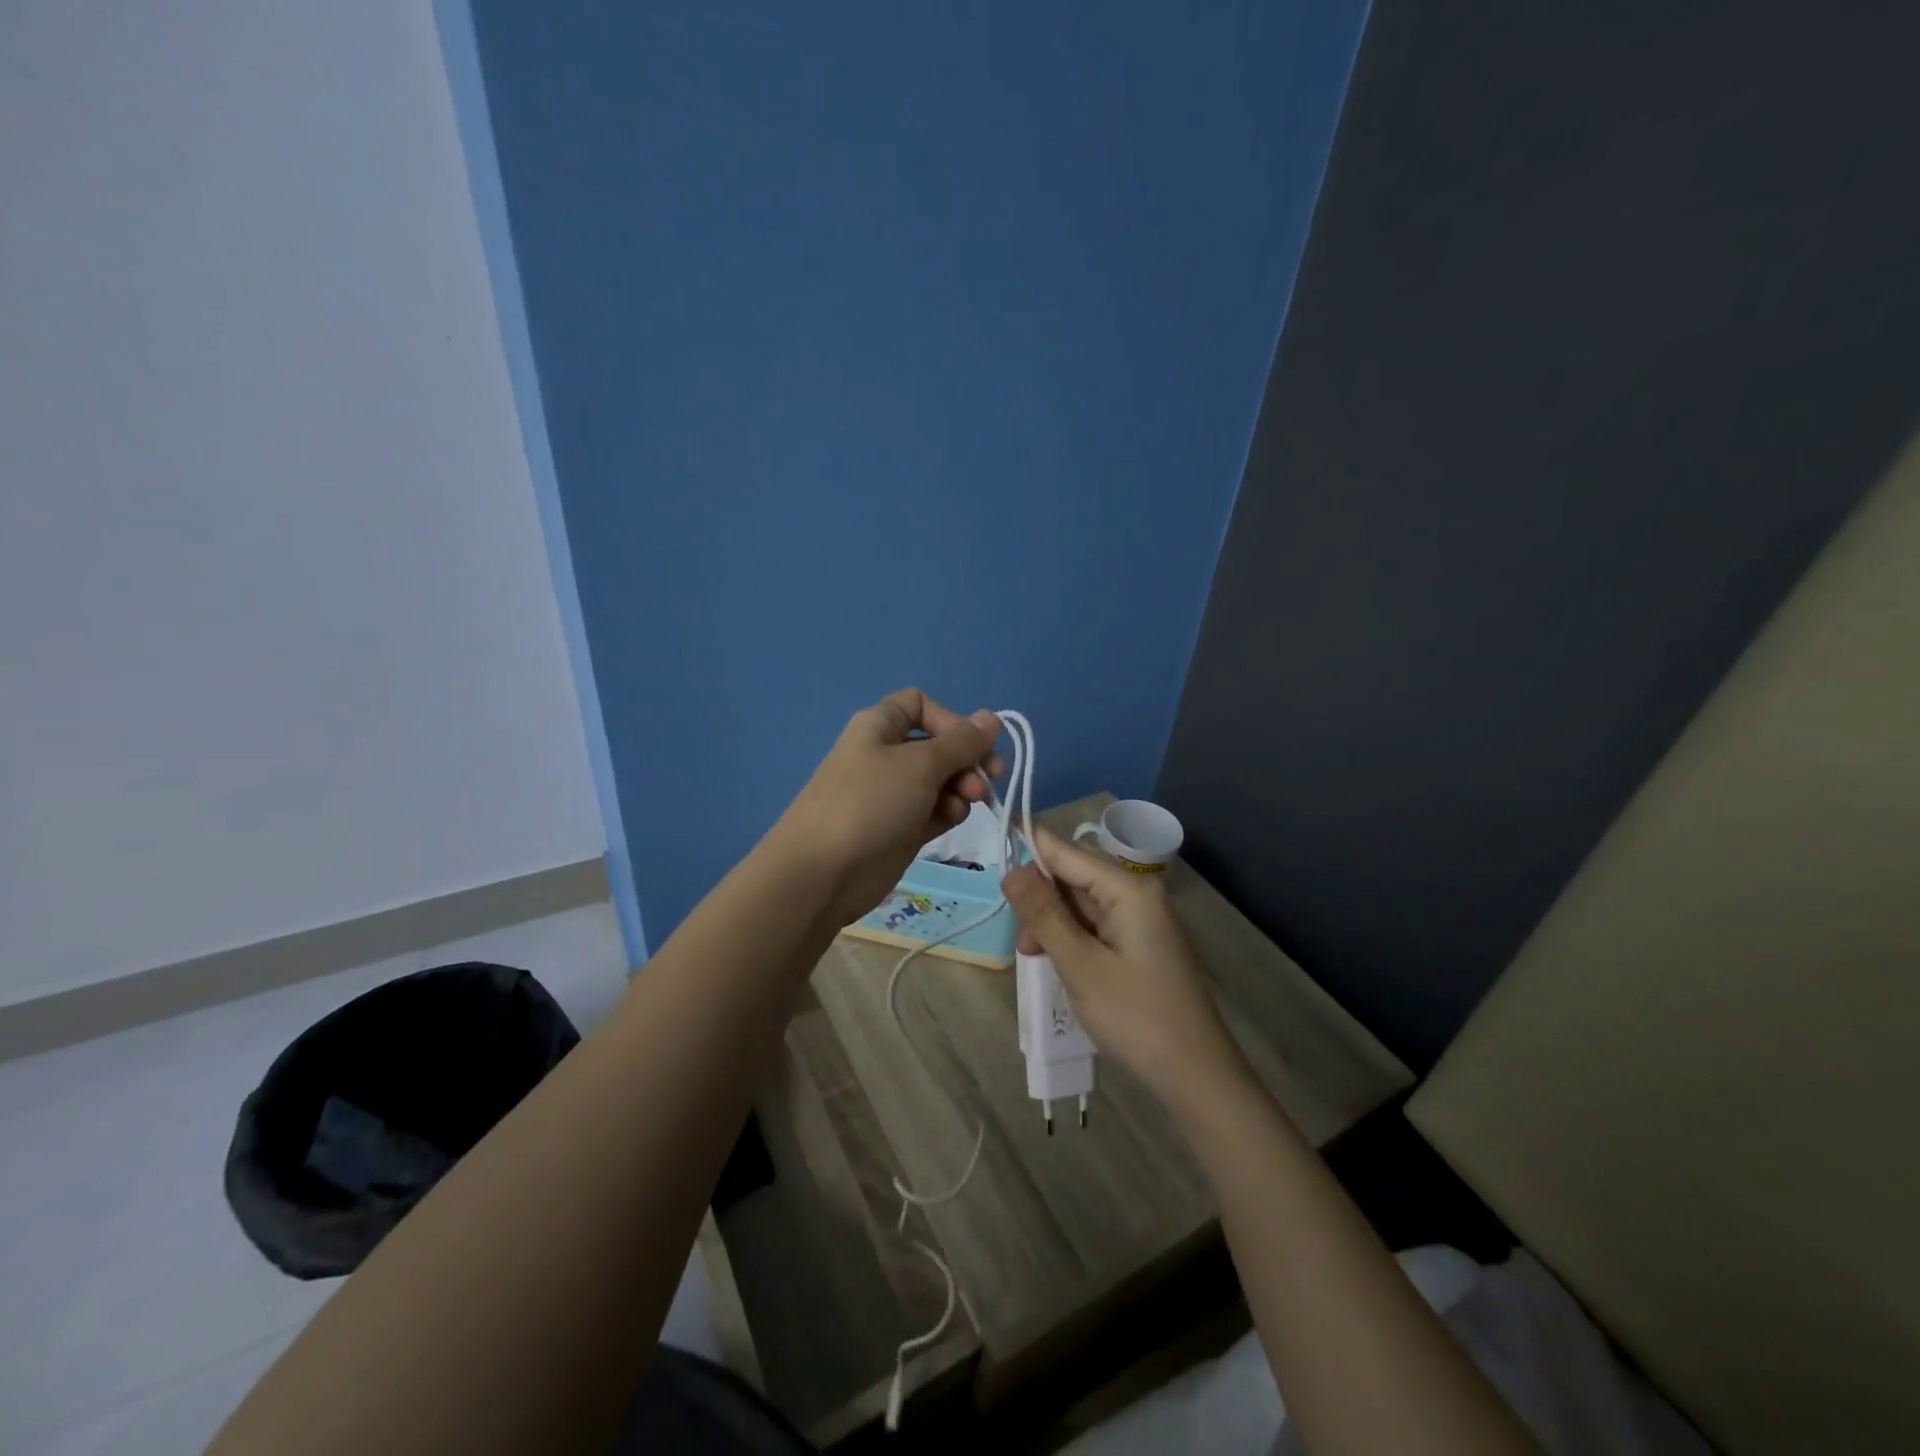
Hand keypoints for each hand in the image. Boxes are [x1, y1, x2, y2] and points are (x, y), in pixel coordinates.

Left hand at [773, 688, 1002, 928]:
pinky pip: (934, 809)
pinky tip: (952, 819)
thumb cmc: (870, 802)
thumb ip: (962, 742)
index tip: (972, 744)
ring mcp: (893, 793)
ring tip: (970, 802)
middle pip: (938, 744)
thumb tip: (992, 717)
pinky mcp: (900, 827)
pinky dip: (948, 811)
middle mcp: (886, 754)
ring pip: (941, 779)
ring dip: (962, 787)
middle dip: (967, 758)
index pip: (921, 704)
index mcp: (880, 726)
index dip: (951, 720)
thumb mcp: (921, 764)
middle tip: (989, 779)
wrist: (823, 872)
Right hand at [1002, 827, 1242, 1103]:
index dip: (1028, 855)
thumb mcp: (1080, 964)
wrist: (1196, 1074)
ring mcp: (1140, 919)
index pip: (1066, 851)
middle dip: (1041, 900)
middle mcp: (1137, 893)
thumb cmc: (1135, 1016)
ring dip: (1053, 924)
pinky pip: (1095, 925)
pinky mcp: (1139, 943)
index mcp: (1127, 888)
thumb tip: (1010, 870)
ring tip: (1035, 958)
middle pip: (1074, 875)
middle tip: (1023, 942)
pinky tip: (1058, 962)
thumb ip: (1044, 914)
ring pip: (1081, 903)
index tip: (995, 875)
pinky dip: (1072, 939)